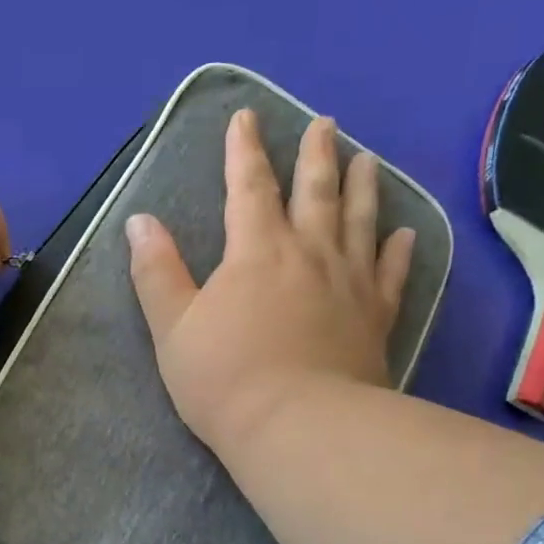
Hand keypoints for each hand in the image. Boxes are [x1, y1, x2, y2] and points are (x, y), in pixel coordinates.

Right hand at [127, 109, 415, 451]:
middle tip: (325, 124)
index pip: (247, 186)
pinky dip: (398, 249)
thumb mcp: (172, 326)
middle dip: (315, 154)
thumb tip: (140, 221)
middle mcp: (309, 253)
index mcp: (256, 251)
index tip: (246, 116)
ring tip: (367, 158)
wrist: (298, 427)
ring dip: (363, 186)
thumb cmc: (224, 378)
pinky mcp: (376, 317)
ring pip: (360, 220)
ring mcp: (349, 283)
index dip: (243, 150)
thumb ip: (156, 271)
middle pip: (315, 191)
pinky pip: (391, 272)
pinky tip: (403, 233)